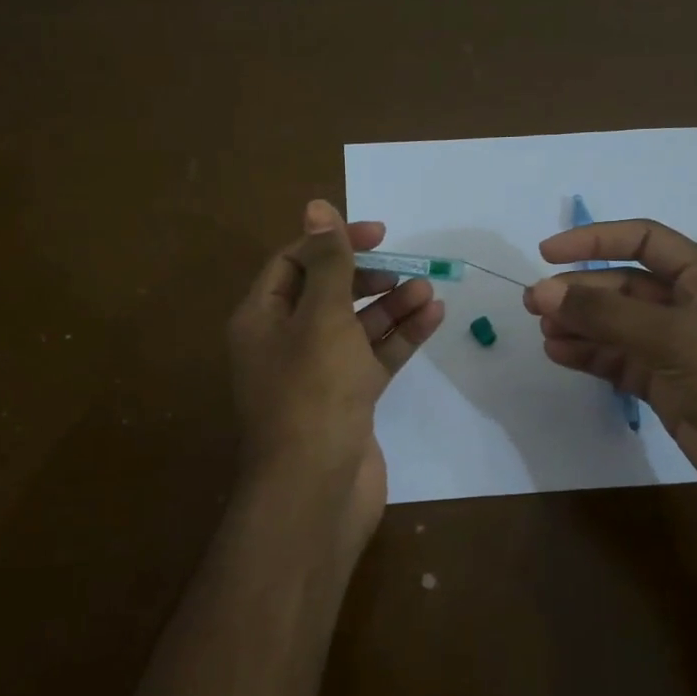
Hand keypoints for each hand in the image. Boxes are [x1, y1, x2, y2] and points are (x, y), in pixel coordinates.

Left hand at [228, 200, 444, 546]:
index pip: (294, 263)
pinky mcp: (348, 400)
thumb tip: (317, 206)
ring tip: (428, 289)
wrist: (317, 489)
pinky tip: (433, 316)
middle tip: (404, 265)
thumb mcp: (322, 317)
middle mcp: (285, 342)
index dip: (333, 242)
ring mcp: (317, 374)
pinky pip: (374, 357)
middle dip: (367, 275)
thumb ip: (328, 262)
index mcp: (262, 318)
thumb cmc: (314, 392)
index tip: (379, 234)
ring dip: (390, 305)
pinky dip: (400, 337)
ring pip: (356, 326)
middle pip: (327, 293)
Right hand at [522, 219, 696, 541]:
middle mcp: (692, 308)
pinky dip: (591, 356)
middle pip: (625, 286)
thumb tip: (544, 291)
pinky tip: (561, 355)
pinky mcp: (670, 389)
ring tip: (542, 331)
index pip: (644, 241)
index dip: (595, 240)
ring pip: (618, 326)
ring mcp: (680, 351)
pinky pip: (621, 362)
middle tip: (534, 304)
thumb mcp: (675, 338)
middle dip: (580, 290)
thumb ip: (607, 314)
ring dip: (581, 325)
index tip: (547, 252)